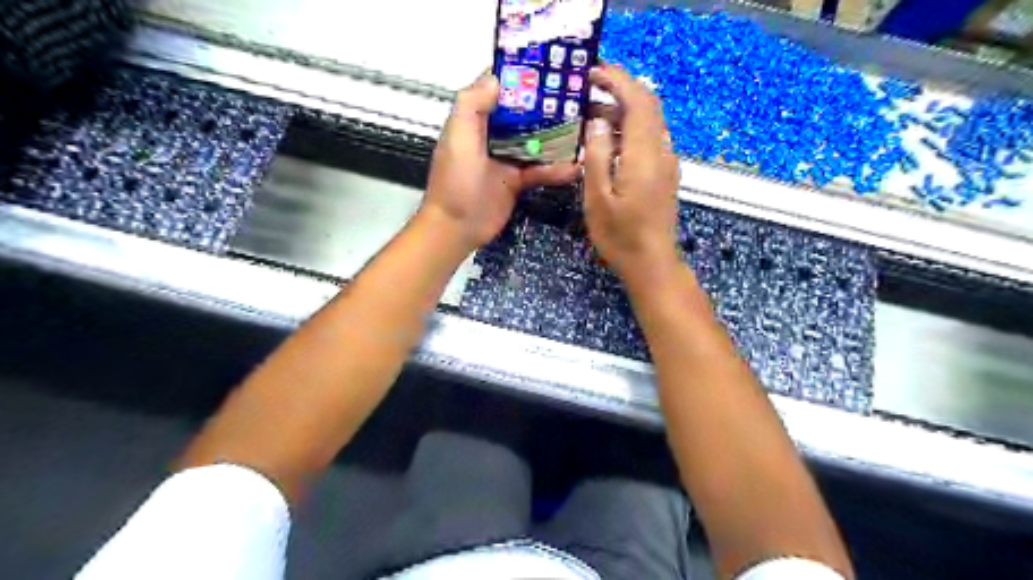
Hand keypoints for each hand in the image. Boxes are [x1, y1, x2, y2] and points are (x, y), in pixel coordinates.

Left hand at [422, 75, 580, 251]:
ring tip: (582, 129)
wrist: (457, 228)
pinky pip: (539, 170)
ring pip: (535, 142)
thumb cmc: (454, 183)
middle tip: (575, 97)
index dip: (519, 78)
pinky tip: (575, 167)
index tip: (546, 67)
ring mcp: (506, 159)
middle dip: (545, 106)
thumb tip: (496, 78)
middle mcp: (491, 136)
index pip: (498, 91)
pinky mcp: (516, 181)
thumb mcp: (458, 139)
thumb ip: (472, 106)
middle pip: (522, 114)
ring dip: (556, 137)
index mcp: (474, 121)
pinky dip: (556, 170)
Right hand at [584, 62, 683, 285]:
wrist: (652, 264)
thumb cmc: (620, 236)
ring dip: (624, 110)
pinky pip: (650, 139)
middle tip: (589, 88)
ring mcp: (667, 163)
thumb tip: (599, 120)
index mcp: (644, 155)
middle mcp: (661, 152)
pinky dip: (630, 128)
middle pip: (648, 106)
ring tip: (592, 113)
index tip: (593, 73)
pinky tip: (609, 140)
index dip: (618, 80)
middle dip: (621, 89)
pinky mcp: (665, 174)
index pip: (638, 101)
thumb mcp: (597, 199)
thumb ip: (597, 155)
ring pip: (649, 122)